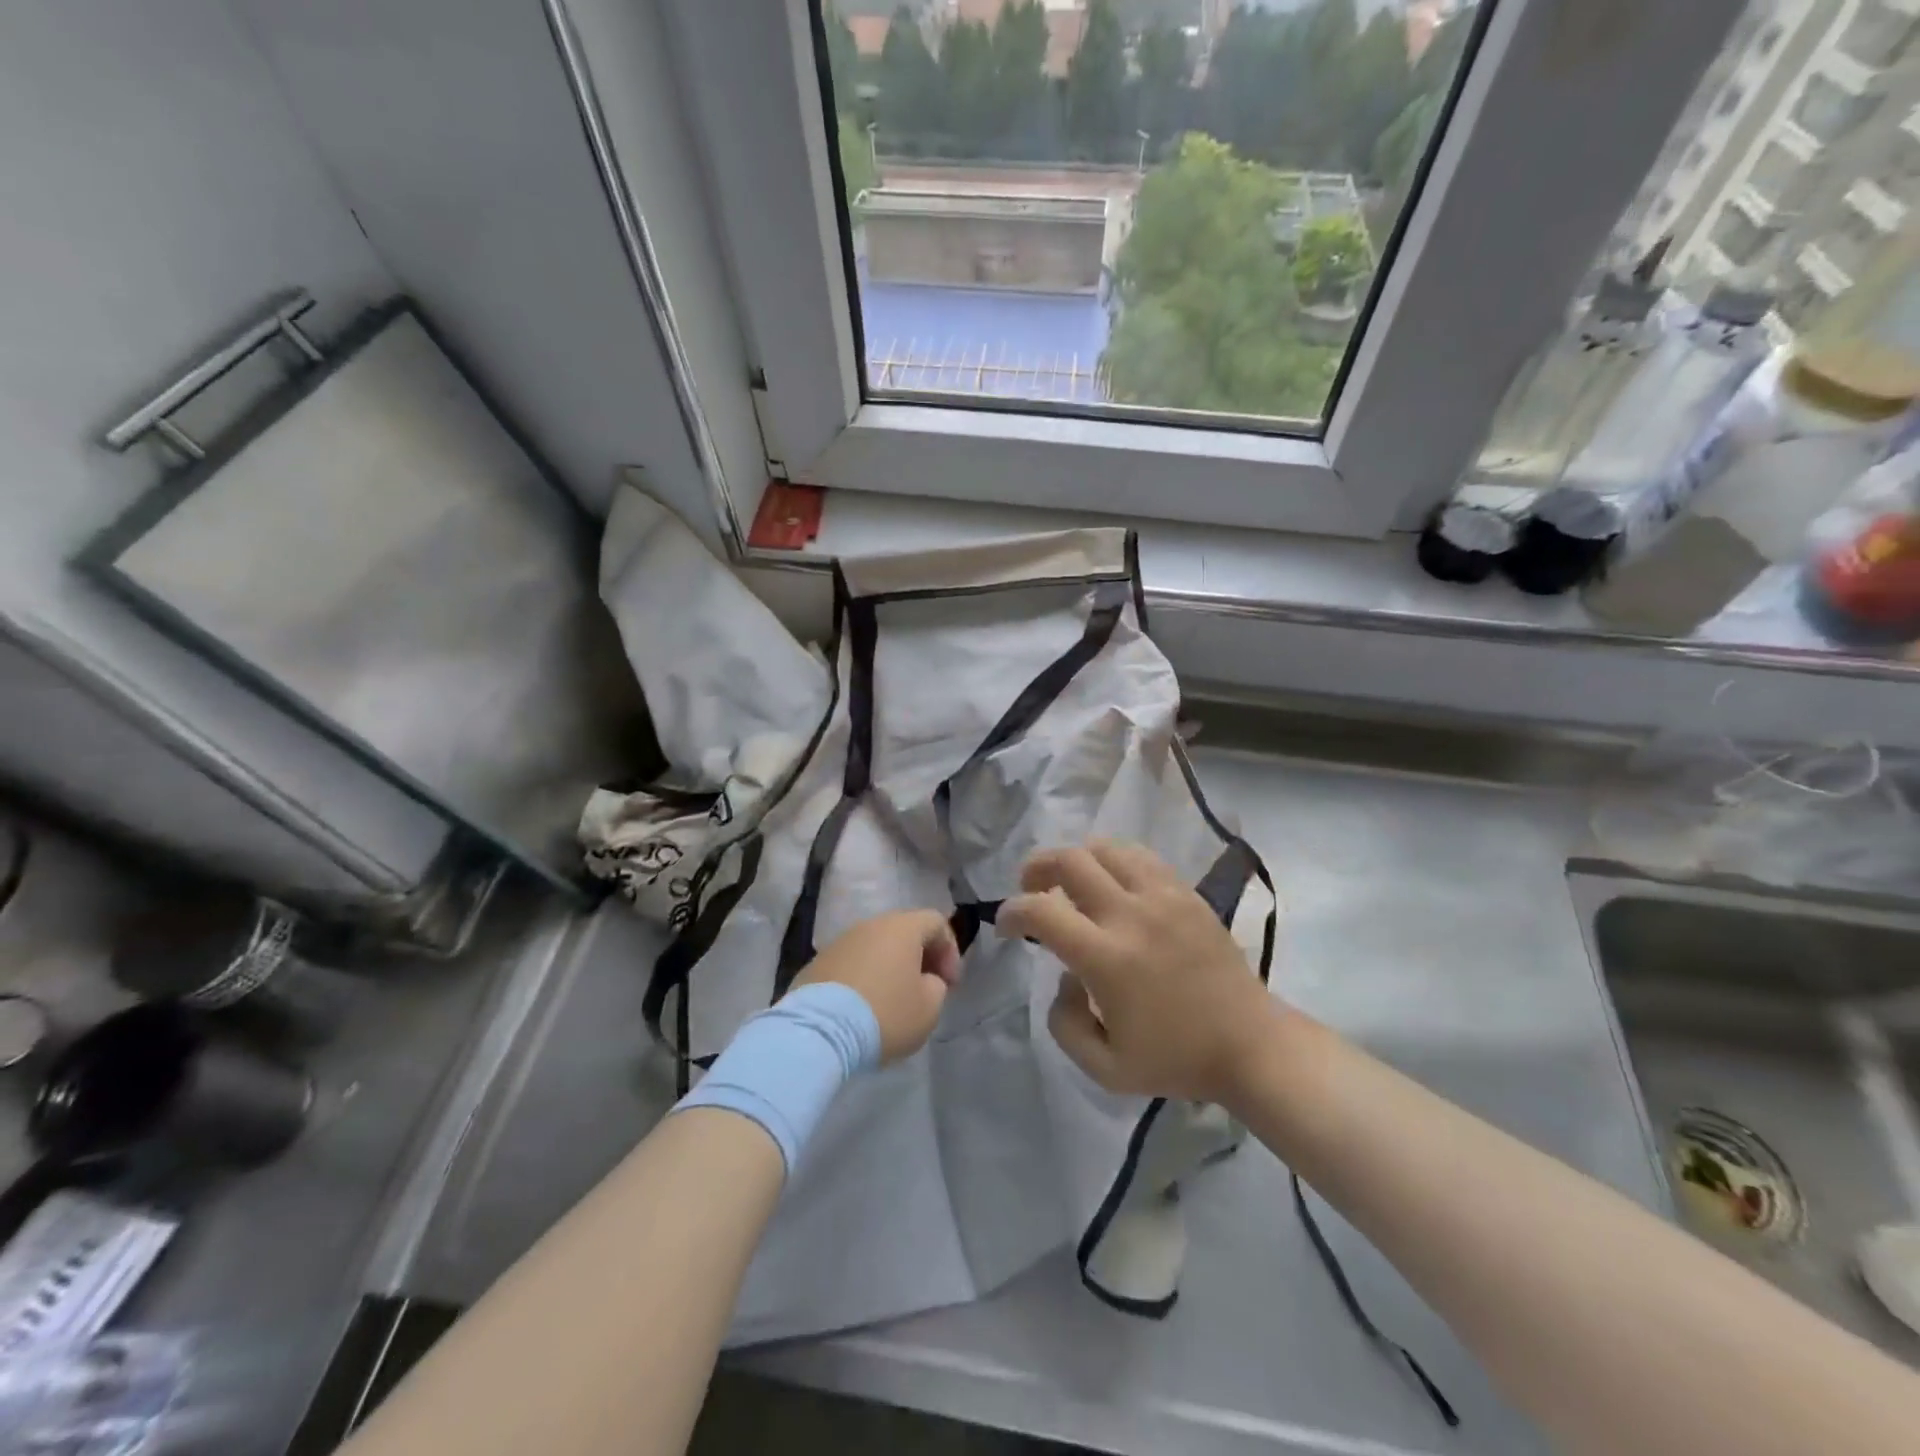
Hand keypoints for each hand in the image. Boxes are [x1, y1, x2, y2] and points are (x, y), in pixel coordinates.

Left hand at [789, 911, 961, 1063]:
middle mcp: (870, 925)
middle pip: (904, 932)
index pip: (936, 922)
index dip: (950, 951)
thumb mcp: (929, 1008)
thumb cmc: (886, 1013)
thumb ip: (936, 986)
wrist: (820, 1031)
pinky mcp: (817, 963)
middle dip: (920, 958)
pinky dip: (864, 979)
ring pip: (875, 947)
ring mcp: (840, 942)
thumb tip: (925, 980)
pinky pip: (851, 964)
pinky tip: (863, 1009)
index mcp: (902, 927)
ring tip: (892, 1001)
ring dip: (890, 968)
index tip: (949, 984)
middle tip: (925, 989)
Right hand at [999, 841, 1283, 1104]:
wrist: (1250, 1045)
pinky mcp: (1186, 892)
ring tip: (1072, 883)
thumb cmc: (1175, 1060)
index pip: (1041, 910)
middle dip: (1036, 868)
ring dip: (1076, 859)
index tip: (1007, 925)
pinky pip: (1139, 856)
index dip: (1011, 911)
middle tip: (1031, 889)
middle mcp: (1130, 915)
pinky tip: (1113, 884)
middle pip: (1069, 860)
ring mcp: (1162, 896)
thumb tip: (1065, 975)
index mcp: (1106, 958)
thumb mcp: (1103, 1068)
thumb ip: (1064, 1022)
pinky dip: (1114, 861)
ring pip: (1104, 847)